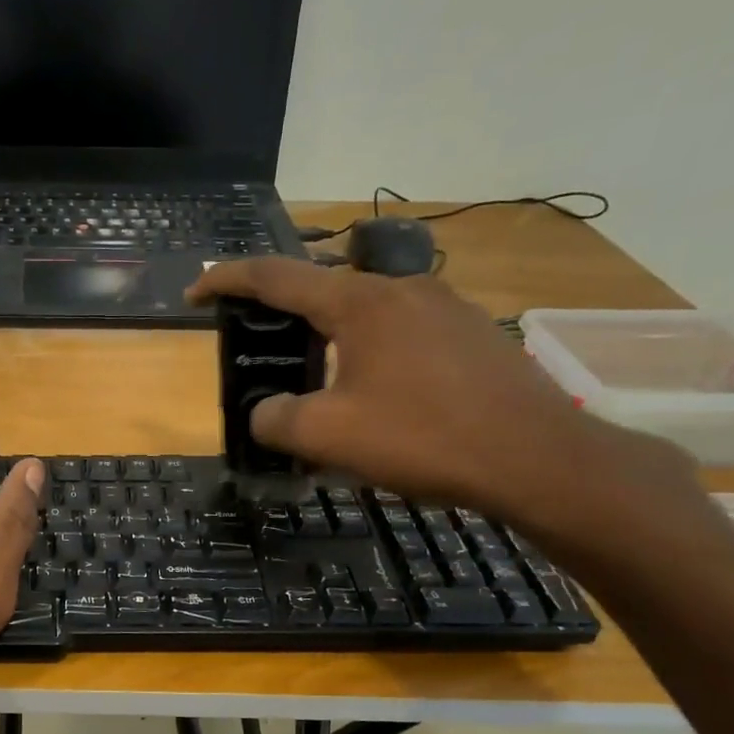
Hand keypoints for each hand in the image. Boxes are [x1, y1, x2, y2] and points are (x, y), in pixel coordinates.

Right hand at [189, 259, 696, 536]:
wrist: (537, 457)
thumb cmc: (423, 438)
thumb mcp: (328, 436)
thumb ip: (277, 420)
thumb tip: (265, 414)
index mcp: (360, 302)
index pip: (276, 277)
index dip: (227, 280)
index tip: (195, 291)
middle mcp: (401, 289)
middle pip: (321, 289)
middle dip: (279, 311)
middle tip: (254, 343)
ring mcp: (443, 307)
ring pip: (363, 312)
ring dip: (326, 336)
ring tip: (311, 377)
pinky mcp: (469, 334)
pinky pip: (398, 332)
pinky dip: (365, 351)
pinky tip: (370, 392)